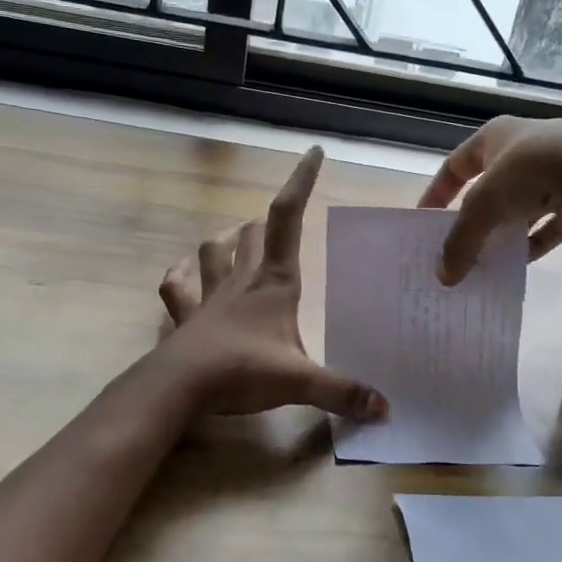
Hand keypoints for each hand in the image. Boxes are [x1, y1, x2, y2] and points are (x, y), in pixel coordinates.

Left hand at [158, 147, 388, 421]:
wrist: (179, 388)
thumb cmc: (242, 372)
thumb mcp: (300, 382)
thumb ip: (343, 392)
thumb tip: (385, 408)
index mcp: (275, 282)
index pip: (289, 217)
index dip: (300, 182)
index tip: (313, 153)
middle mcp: (243, 279)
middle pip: (255, 231)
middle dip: (270, 219)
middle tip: (284, 219)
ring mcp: (210, 295)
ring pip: (215, 249)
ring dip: (228, 240)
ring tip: (240, 238)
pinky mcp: (187, 316)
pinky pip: (177, 286)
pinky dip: (181, 274)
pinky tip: (184, 270)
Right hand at [417, 116, 561, 283]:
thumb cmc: (526, 174)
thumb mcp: (481, 208)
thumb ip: (461, 242)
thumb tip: (444, 277)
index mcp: (495, 136)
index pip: (456, 164)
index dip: (438, 192)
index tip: (426, 221)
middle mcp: (524, 146)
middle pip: (491, 185)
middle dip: (476, 217)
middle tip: (461, 246)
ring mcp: (556, 167)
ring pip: (523, 204)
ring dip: (507, 230)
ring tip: (490, 259)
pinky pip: (552, 220)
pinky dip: (537, 239)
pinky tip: (524, 261)